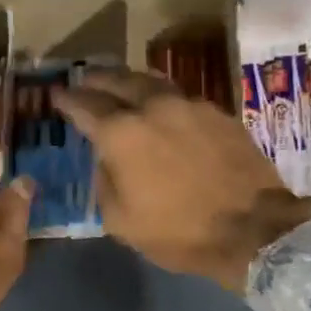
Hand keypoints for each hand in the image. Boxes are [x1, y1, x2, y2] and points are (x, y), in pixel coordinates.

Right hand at [53, 70, 310, 292]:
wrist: (254, 229)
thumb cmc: (181, 232)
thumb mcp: (122, 222)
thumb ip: (105, 183)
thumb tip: (107, 161)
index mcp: (122, 133)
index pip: (85, 105)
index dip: (67, 99)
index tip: (56, 94)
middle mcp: (154, 107)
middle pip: (119, 80)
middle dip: (97, 78)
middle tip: (85, 79)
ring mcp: (190, 105)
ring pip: (153, 81)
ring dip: (131, 81)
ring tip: (122, 84)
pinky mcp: (219, 113)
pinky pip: (181, 97)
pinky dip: (163, 98)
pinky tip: (164, 109)